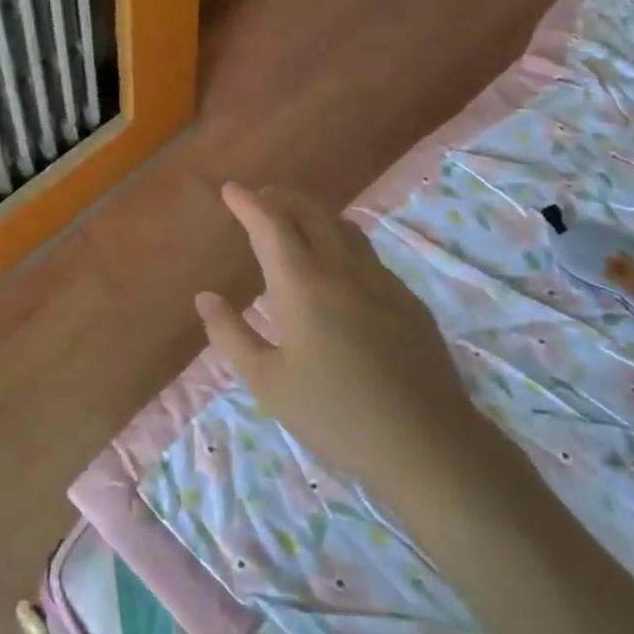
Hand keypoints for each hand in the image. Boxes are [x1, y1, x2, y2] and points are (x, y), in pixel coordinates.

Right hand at [195, 183, 482, 488]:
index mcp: (303, 285)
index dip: (248, 204)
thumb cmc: (335, 414)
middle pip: (312, 213)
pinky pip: (368, 255)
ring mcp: (382, 282)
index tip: (231, 190)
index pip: (271, 226)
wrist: (428, 444)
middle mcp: (343, 270)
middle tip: (262, 198)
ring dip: (315, 214)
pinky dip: (342, 241)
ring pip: (345, 228)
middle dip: (283, 198)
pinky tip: (339, 268)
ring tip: (297, 222)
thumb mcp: (267, 382)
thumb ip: (231, 334)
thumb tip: (205, 297)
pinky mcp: (409, 302)